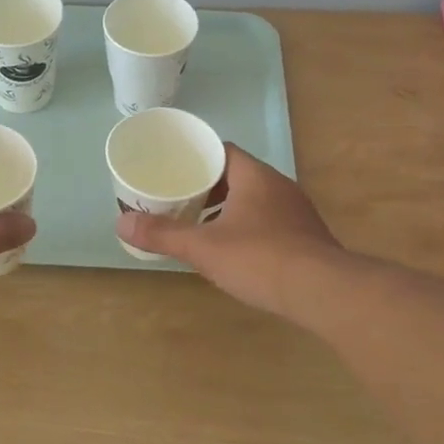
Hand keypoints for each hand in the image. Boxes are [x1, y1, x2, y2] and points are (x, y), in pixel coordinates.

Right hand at [117, 144, 341, 315]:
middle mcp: (279, 186)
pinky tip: (234, 252)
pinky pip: (269, 222)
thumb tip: (121, 223)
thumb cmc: (259, 258)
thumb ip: (163, 234)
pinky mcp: (306, 237)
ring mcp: (297, 212)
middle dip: (208, 188)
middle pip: (237, 176)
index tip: (174, 171)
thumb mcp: (203, 247)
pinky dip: (247, 229)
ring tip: (201, 227)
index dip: (196, 158)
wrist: (322, 292)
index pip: (223, 151)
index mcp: (254, 176)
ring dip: (228, 210)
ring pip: (254, 201)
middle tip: (179, 201)